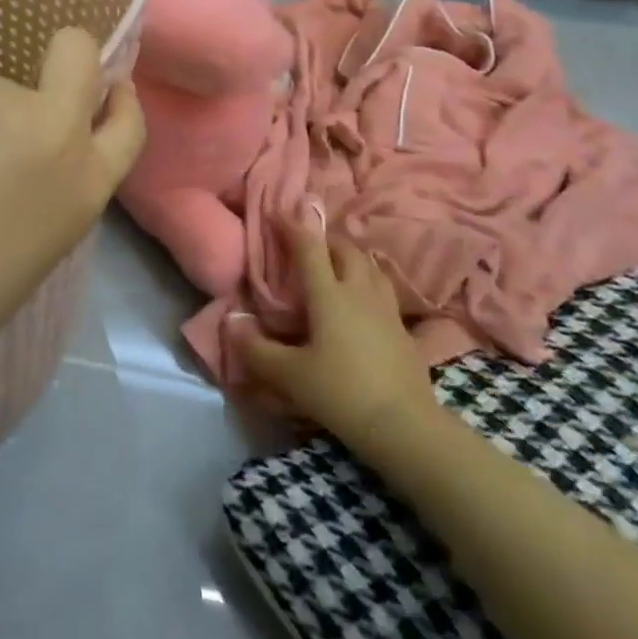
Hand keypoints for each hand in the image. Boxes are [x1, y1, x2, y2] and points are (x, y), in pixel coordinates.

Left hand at [0, 27, 144, 387]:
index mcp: (83, 184)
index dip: (120, 101)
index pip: (127, 123)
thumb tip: (27, 168)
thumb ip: (48, 193)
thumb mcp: (36, 251)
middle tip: (34, 95)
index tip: (110, 90)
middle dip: (70, 54)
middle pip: (76, 52)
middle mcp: (49, 129)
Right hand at [230, 213, 442, 456]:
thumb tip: (231, 322)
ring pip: (369, 265)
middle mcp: (358, 291)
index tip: (278, 211)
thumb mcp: (290, 375)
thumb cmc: (342, 393)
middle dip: (324, 238)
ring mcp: (386, 308)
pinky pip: (383, 288)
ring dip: (350, 255)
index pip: (309, 246)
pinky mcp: (403, 329)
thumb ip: (256, 349)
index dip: (292, 225)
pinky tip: (363, 298)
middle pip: (344, 248)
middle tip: (307, 242)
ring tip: (336, 262)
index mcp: (329, 294)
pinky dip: (368, 280)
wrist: (406, 427)